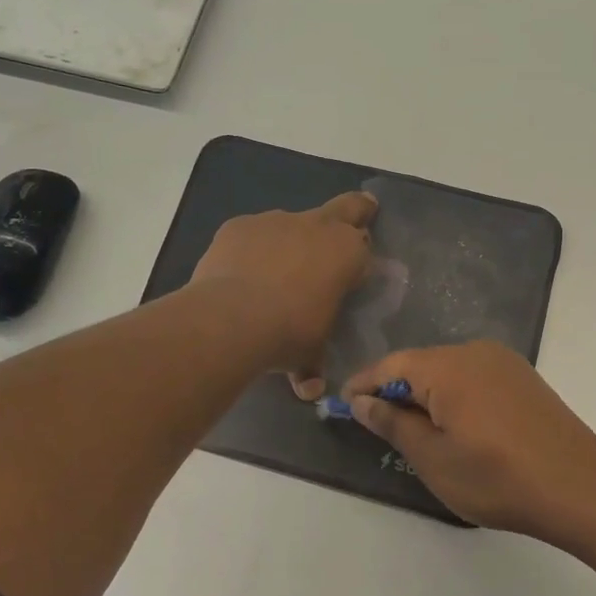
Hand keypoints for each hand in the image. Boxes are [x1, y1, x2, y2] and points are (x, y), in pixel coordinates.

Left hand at [191, 192, 375, 398]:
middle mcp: (317, 226)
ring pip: (292, 224)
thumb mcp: (309, 354)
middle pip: (347, 206)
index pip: (364, 246)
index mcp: (347, 253)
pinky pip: (252, 234)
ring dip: (289, 243)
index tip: (353, 276)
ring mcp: (275, 221)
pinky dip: (251, 250)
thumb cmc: (288, 333)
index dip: (359, 260)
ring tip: (272, 276)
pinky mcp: (239, 225)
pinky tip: (239, 275)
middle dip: (354, 212)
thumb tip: (309, 388)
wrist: (231, 318)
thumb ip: (313, 364)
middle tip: (351, 223)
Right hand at [343, 341, 595, 543]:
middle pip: (419, 364)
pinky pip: (473, 376)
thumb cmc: (498, 478)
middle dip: (395, 391)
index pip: (391, 364)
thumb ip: (393, 423)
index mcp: (448, 366)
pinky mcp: (523, 377)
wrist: (580, 487)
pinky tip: (455, 425)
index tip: (344, 407)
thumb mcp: (434, 458)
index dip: (364, 385)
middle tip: (377, 426)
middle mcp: (475, 351)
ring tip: (414, 431)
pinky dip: (454, 395)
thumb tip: (362, 401)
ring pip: (447, 370)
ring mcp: (504, 362)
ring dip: (425, 394)